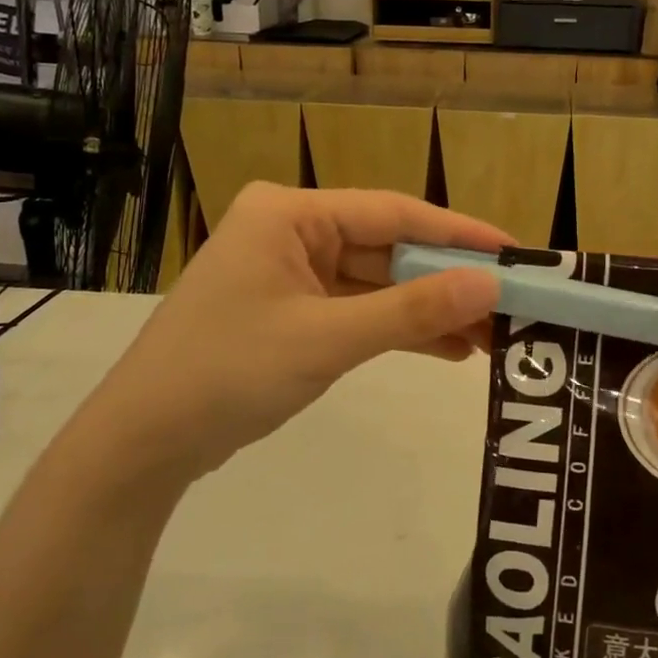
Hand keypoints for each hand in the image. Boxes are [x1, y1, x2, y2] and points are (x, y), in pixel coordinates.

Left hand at [81, 184, 507, 486]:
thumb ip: (412, 311)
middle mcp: (292, 231)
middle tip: (511, 306)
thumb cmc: (228, 373)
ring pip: (378, 283)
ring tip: (492, 337)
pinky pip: (358, 311)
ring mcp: (291, 274)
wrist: (142, 445)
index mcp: (290, 214)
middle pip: (389, 249)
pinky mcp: (292, 312)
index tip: (515, 254)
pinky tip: (449, 350)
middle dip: (448, 281)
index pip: (393, 213)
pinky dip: (398, 330)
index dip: (459, 233)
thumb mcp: (327, 340)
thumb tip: (490, 286)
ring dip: (428, 310)